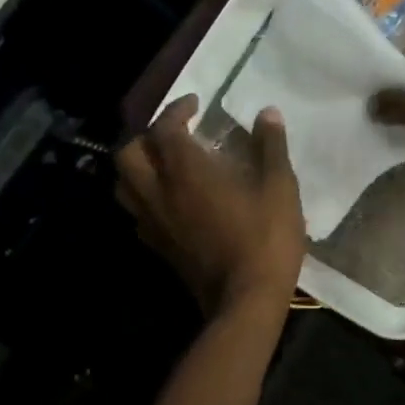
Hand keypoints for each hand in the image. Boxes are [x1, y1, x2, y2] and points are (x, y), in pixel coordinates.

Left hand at [115, 96, 304, 315]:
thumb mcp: (280, 186)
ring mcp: (154, 223)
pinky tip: (172, 199)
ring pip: (124, 185)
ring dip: (139, 166)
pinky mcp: (158, 247)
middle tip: (175, 133)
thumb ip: (270, 146)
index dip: (176, 110)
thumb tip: (267, 113)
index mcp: (186, 172)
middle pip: (128, 154)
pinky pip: (137, 212)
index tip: (196, 104)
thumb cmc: (266, 237)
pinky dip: (146, 196)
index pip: (164, 129)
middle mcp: (159, 193)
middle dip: (147, 136)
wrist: (246, 300)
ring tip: (166, 162)